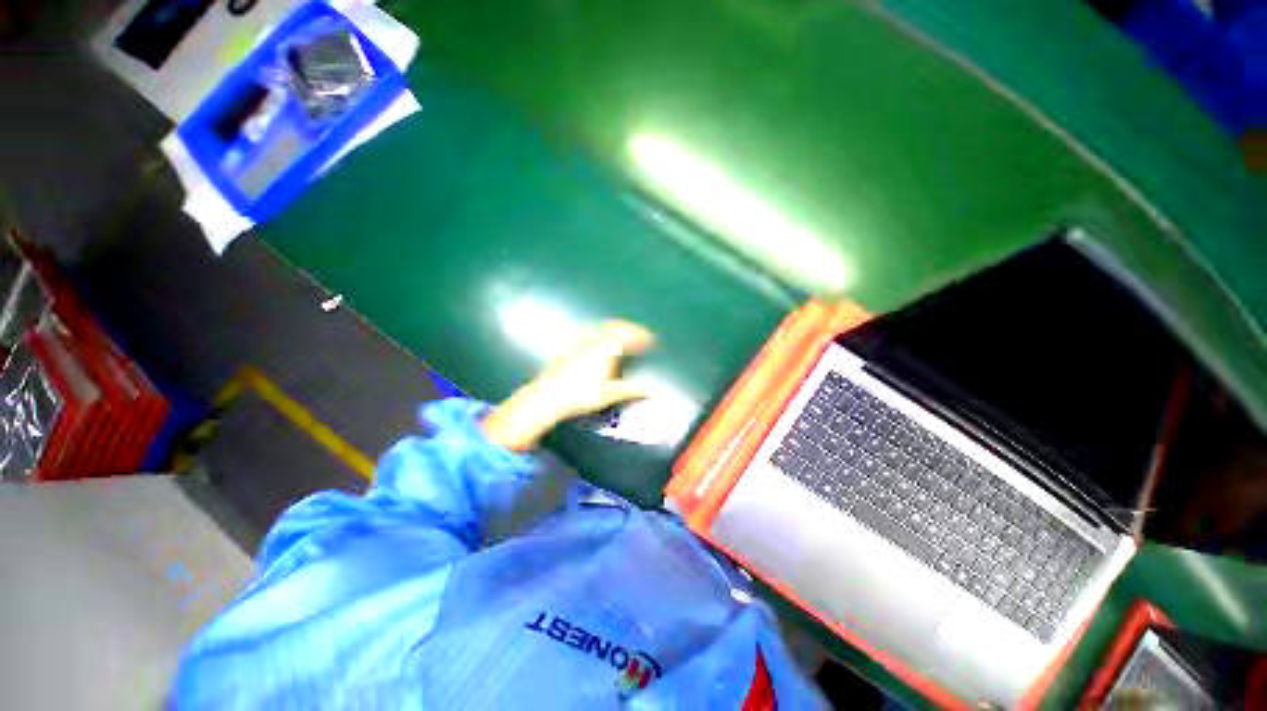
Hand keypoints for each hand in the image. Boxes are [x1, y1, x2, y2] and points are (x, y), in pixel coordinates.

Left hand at [482, 320, 655, 450]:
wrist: (548, 396)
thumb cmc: (581, 395)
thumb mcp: (609, 394)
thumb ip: (631, 390)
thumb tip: (649, 390)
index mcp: (607, 350)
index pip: (629, 336)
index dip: (642, 336)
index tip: (651, 339)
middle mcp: (594, 341)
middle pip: (616, 326)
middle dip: (630, 328)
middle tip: (639, 333)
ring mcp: (580, 342)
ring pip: (601, 327)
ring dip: (615, 327)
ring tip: (621, 332)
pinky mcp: (569, 347)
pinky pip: (588, 332)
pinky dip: (599, 331)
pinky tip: (596, 338)